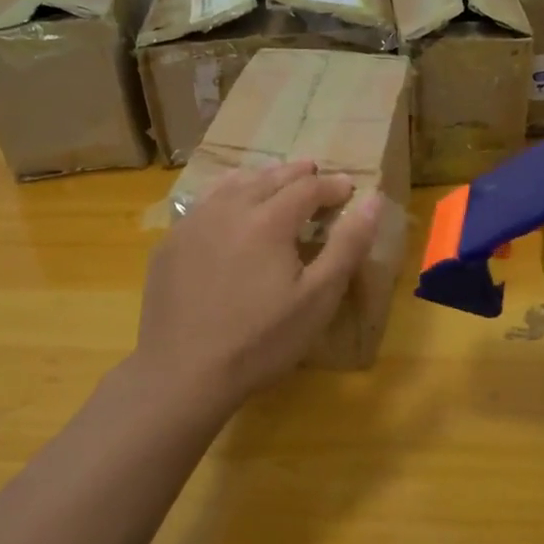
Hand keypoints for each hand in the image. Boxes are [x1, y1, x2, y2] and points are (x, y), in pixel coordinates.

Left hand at [136, 161, 382, 402]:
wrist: (182, 373)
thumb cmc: (260, 340)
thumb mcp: (318, 298)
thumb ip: (347, 245)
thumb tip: (373, 199)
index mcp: (269, 219)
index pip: (308, 188)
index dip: (332, 186)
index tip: (348, 188)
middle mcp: (230, 208)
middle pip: (269, 178)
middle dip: (296, 173)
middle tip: (314, 171)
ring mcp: (194, 223)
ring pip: (232, 184)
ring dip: (259, 177)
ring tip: (273, 178)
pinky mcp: (170, 243)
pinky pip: (203, 203)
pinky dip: (225, 194)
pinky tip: (226, 206)